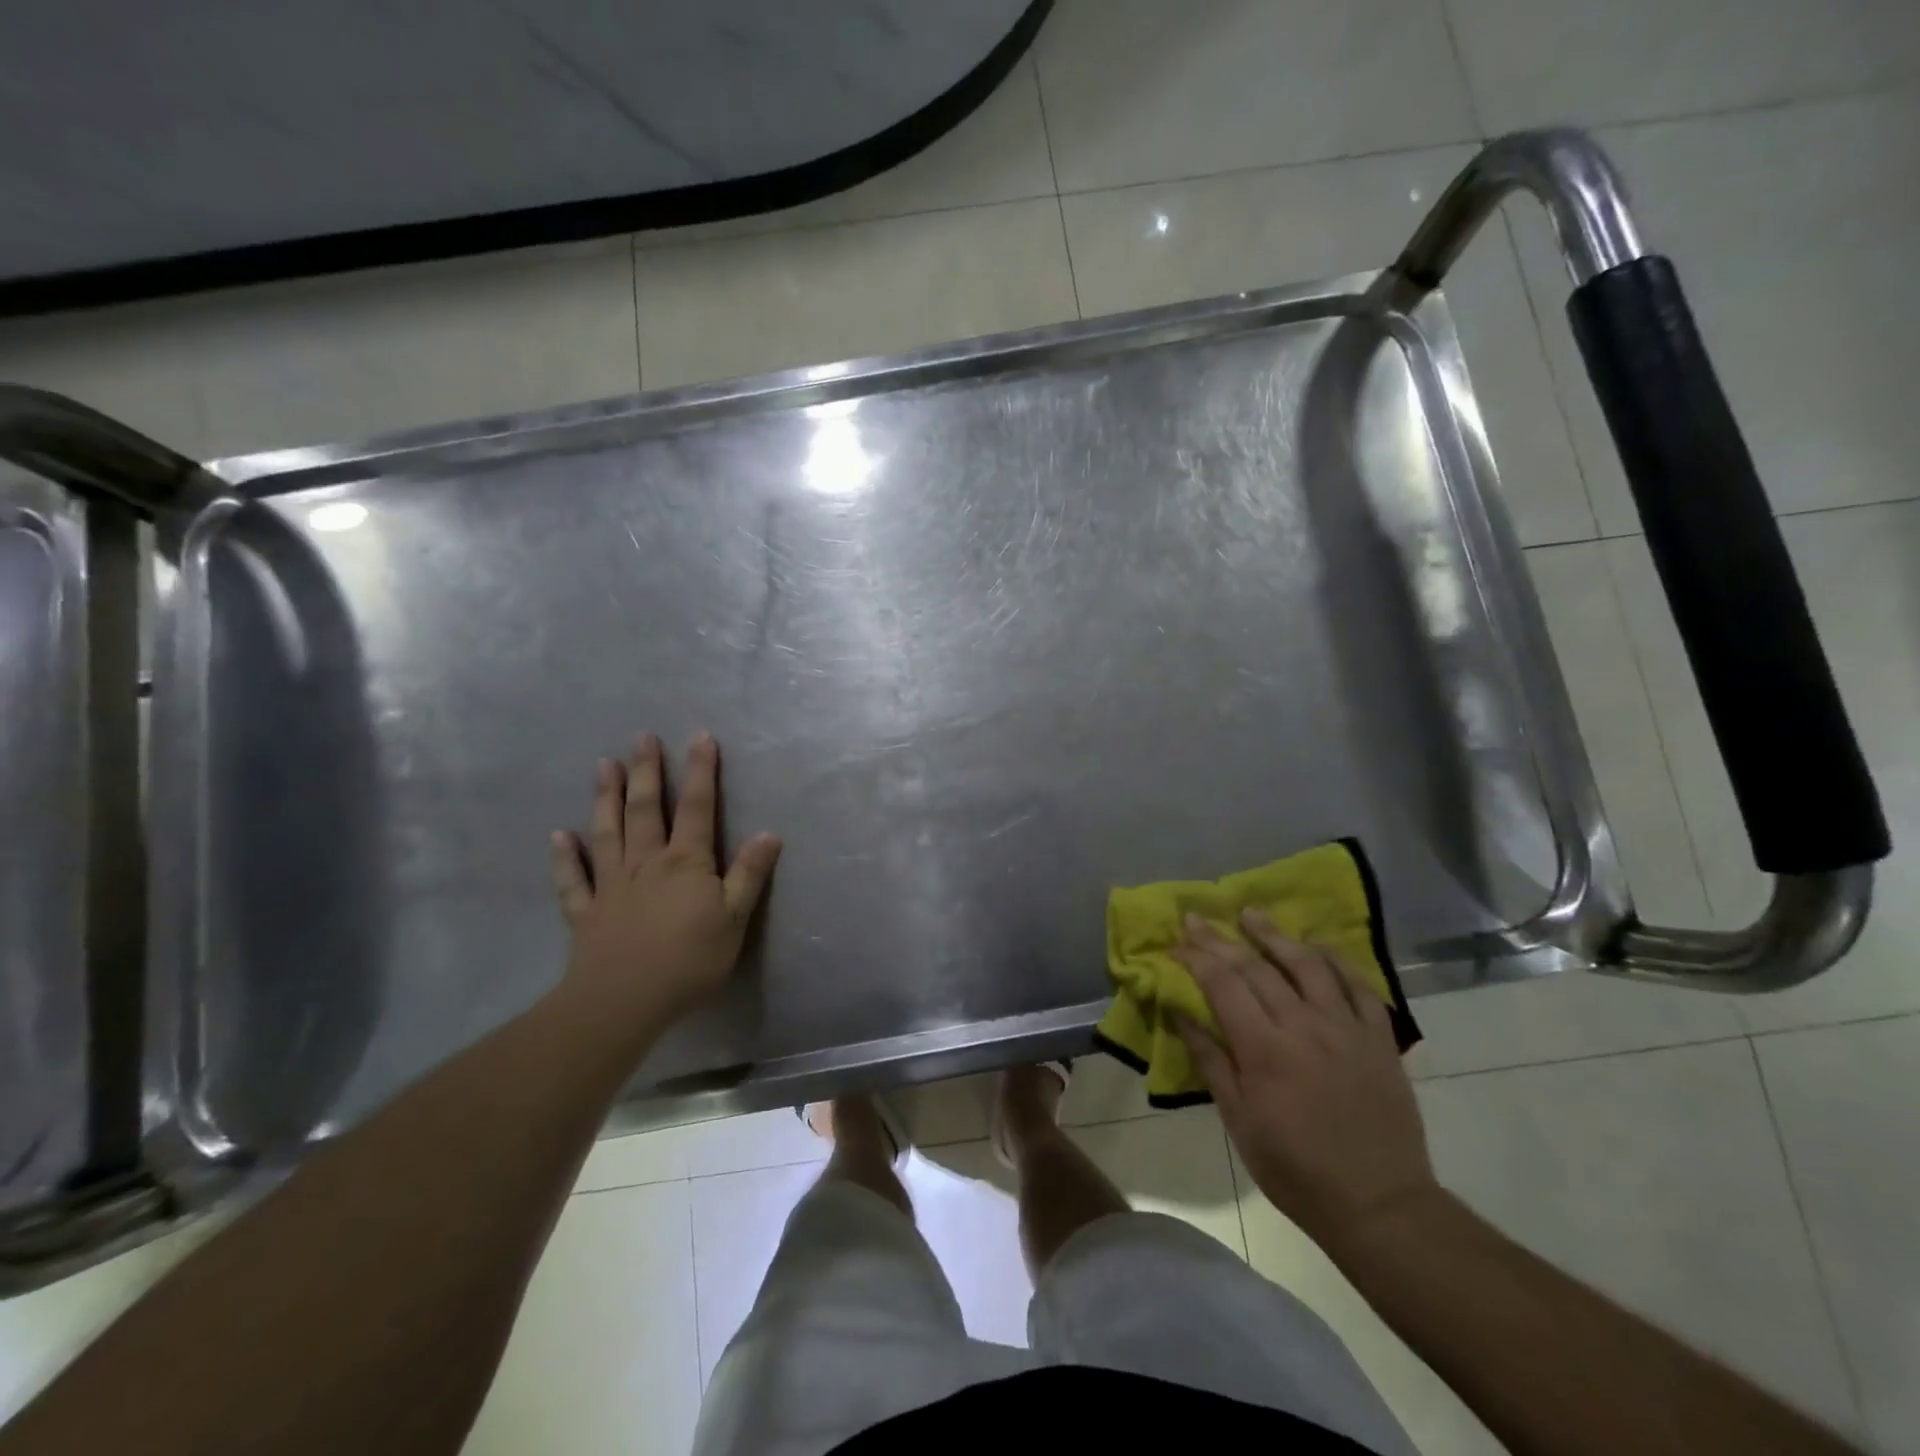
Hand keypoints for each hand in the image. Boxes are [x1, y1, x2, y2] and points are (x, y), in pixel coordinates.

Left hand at [550, 732, 780, 1039]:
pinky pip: (572, 879)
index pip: (697, 807)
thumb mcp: (735, 918)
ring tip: (603, 765)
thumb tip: (769, 833)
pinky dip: (564, 856)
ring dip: (605, 797)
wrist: (625, 1000)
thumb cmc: (689, 959)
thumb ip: (750, 875)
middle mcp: (646, 862)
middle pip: (645, 809)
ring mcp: (612, 884)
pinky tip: (558, 836)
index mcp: (686, 862)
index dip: (701, 771)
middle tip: (641, 737)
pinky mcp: (586, 911)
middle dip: (646, 771)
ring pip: (607, 832)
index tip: (701, 737)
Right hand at [1175, 911, 1438, 1252]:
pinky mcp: (1378, 1038)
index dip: (1195, 958)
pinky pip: (1357, 985)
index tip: (1176, 944)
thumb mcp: (1239, 1121)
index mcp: (1264, 1049)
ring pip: (1306, 964)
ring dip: (1274, 934)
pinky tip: (1315, 946)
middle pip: (1256, 967)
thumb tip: (1180, 1012)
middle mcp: (1304, 1026)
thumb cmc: (1296, 1169)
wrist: (1380, 1205)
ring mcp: (1346, 1028)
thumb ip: (1210, 1060)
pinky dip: (1334, 959)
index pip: (1222, 984)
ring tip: (1250, 914)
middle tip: (1196, 919)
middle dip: (1220, 940)